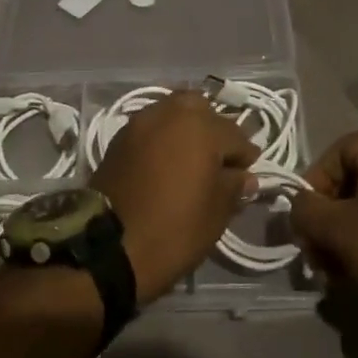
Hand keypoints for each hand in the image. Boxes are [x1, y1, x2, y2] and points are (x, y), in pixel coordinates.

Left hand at [91, 91, 258, 304]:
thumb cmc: (174, 230)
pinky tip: (168, 158)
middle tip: (219, 161)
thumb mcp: (216, 213)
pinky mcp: (122, 134)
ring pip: (175, 110)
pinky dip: (165, 134)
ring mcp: (143, 120)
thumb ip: (234, 186)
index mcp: (202, 127)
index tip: (246, 174)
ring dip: (188, 127)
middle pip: (203, 110)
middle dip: (215, 130)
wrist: (111, 247)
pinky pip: (153, 124)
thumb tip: (244, 176)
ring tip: (193, 157)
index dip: (245, 156)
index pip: (235, 135)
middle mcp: (172, 112)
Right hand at [289, 130, 357, 319]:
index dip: (314, 187)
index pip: (335, 154)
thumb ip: (306, 210)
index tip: (305, 222)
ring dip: (349, 227)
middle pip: (355, 177)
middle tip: (317, 249)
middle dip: (330, 214)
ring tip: (335, 266)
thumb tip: (299, 206)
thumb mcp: (337, 230)